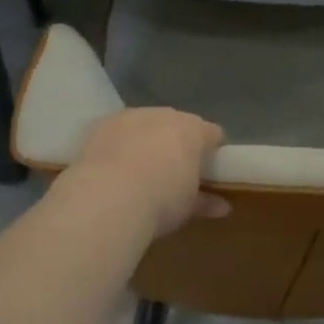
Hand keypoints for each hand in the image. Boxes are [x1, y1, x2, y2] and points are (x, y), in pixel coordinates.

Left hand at [69, 108, 228, 236]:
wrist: (107, 197)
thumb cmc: (161, 200)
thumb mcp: (188, 207)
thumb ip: (205, 202)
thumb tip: (222, 207)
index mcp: (193, 130)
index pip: (212, 134)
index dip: (212, 151)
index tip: (208, 171)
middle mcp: (164, 115)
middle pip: (177, 125)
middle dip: (177, 144)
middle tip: (173, 171)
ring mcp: (131, 117)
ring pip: (145, 125)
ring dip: (146, 141)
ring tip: (139, 170)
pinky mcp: (100, 125)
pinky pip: (116, 132)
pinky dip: (118, 146)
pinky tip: (112, 168)